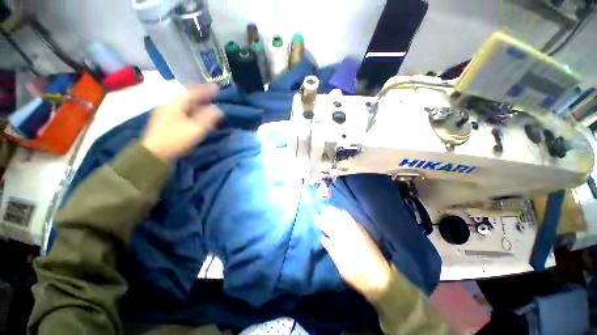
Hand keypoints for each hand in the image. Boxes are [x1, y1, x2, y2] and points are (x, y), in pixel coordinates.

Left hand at [141, 85, 221, 160]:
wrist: (154, 153)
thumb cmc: (176, 139)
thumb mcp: (195, 128)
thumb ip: (208, 118)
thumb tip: (218, 109)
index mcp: (176, 102)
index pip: (193, 91)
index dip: (206, 89)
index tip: (217, 88)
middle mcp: (170, 103)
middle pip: (187, 95)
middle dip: (201, 94)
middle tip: (213, 95)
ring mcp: (166, 112)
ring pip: (184, 103)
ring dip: (196, 102)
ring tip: (207, 103)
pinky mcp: (166, 120)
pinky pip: (182, 109)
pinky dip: (192, 109)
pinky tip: (196, 113)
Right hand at [316, 206, 392, 300]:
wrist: (380, 277)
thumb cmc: (357, 274)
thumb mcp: (341, 265)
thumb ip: (331, 249)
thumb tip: (323, 238)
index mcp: (341, 240)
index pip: (327, 226)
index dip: (320, 221)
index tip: (315, 216)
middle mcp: (348, 231)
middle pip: (335, 218)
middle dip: (327, 212)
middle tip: (321, 208)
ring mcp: (356, 230)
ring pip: (343, 216)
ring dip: (335, 211)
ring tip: (329, 207)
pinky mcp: (363, 231)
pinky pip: (352, 218)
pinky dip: (345, 214)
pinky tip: (342, 212)